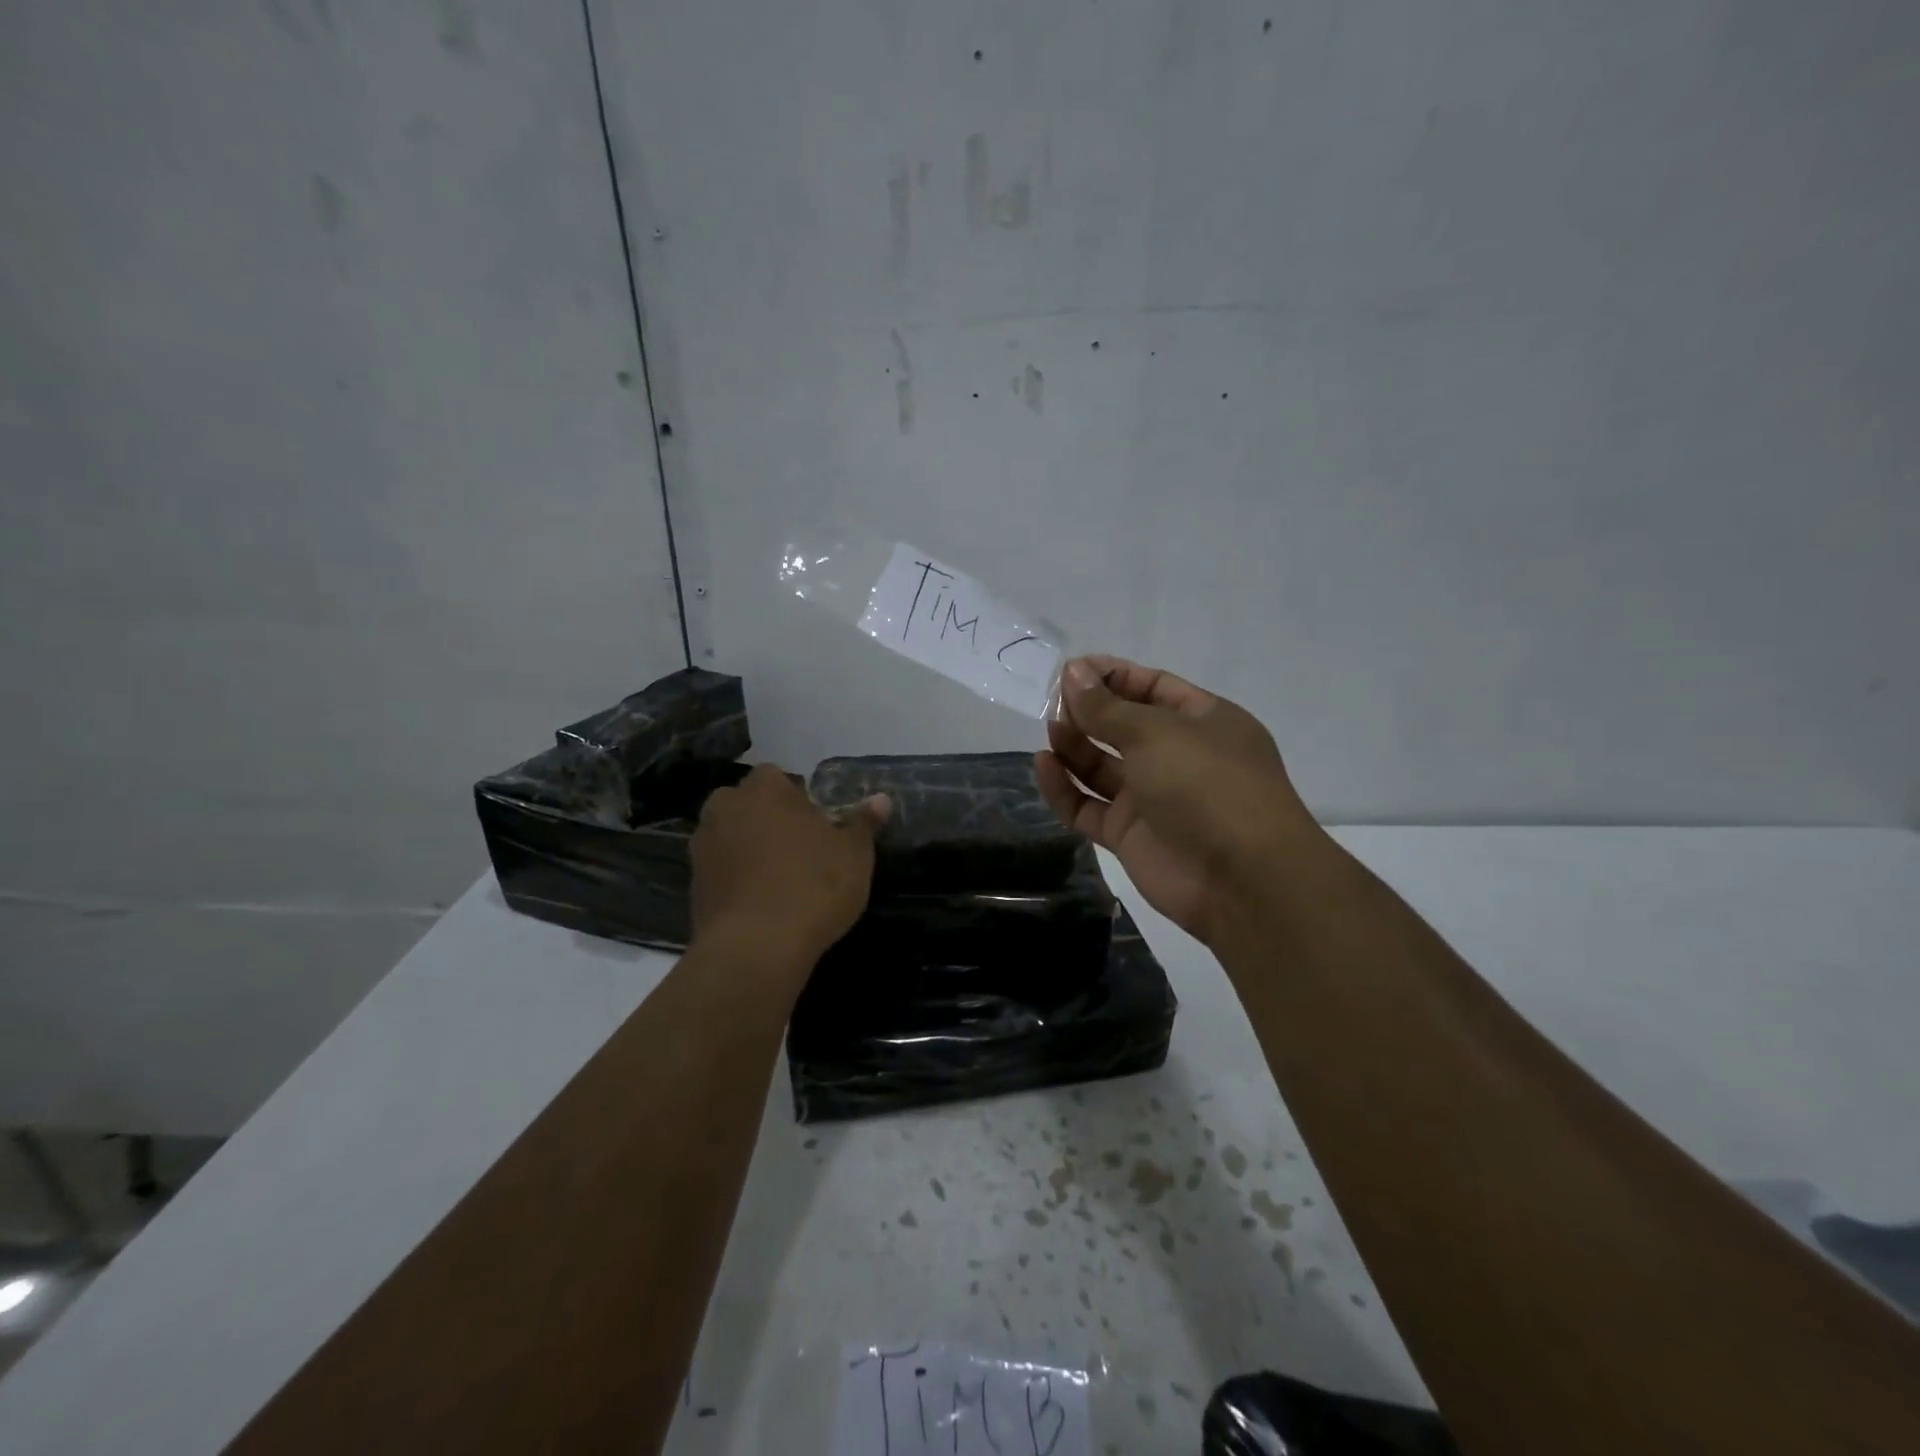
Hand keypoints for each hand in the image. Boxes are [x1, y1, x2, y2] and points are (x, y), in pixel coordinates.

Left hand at [689, 764, 888, 970]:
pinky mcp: (693, 885)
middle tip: (798, 847)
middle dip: (767, 818)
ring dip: (748, 847)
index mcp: (765, 789)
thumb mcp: (854, 854)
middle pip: (748, 803)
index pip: (777, 776)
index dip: (796, 796)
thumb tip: (880, 799)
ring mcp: (703, 846)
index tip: (815, 822)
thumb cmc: (813, 886)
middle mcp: (726, 808)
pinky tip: (760, 902)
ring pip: (730, 836)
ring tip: (779, 878)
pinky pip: (720, 870)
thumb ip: (863, 822)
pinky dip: (736, 878)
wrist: (756, 948)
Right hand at [1034, 656, 1318, 943]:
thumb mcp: (1155, 732)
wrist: (1241, 879)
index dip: (1111, 676)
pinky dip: (1065, 787)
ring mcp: (1152, 798)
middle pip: (1123, 726)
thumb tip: (1072, 672)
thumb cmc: (1206, 784)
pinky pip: (1088, 805)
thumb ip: (1106, 706)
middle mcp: (1177, 756)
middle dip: (1088, 711)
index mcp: (1202, 721)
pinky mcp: (1129, 835)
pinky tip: (1044, 766)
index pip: (1151, 687)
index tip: (1070, 670)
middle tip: (1052, 702)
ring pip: (1102, 766)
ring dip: (1074, 746)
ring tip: (1049, 731)